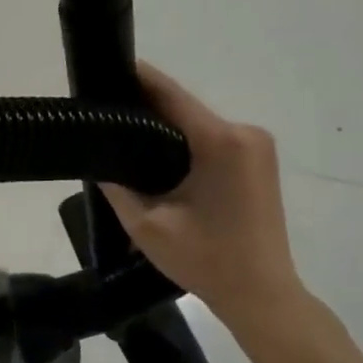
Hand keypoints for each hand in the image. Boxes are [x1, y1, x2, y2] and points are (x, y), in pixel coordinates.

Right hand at [100, 64, 308, 336]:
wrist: (263, 296)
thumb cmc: (206, 261)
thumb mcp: (148, 225)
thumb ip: (117, 185)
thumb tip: (98, 157)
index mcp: (220, 142)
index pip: (171, 95)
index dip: (138, 78)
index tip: (106, 67)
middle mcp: (245, 133)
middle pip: (185, 108)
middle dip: (146, 106)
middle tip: (105, 110)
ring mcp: (257, 145)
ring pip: (198, 124)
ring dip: (165, 125)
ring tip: (125, 132)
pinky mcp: (260, 160)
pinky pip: (214, 139)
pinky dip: (186, 141)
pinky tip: (159, 154)